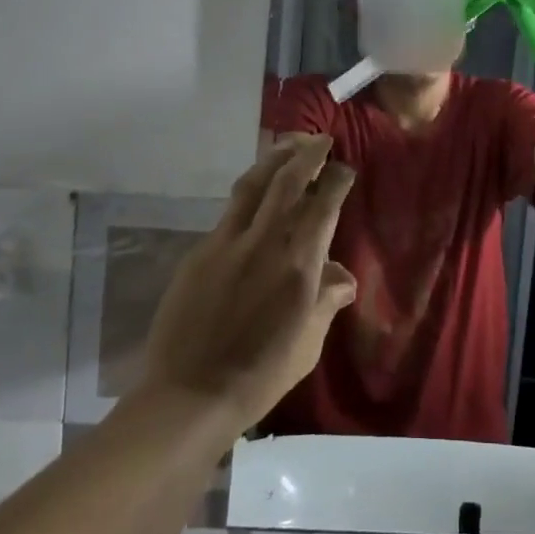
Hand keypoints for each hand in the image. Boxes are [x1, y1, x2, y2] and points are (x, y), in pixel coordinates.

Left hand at [141, 134, 357, 430]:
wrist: (190, 394)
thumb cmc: (261, 374)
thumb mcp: (308, 343)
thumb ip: (327, 301)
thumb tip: (343, 276)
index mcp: (299, 264)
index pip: (324, 205)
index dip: (336, 179)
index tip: (344, 168)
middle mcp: (265, 242)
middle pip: (288, 181)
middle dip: (307, 154)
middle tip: (319, 139)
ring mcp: (227, 243)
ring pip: (253, 185)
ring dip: (273, 159)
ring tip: (287, 145)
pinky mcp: (200, 252)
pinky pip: (230, 212)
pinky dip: (248, 194)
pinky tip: (254, 195)